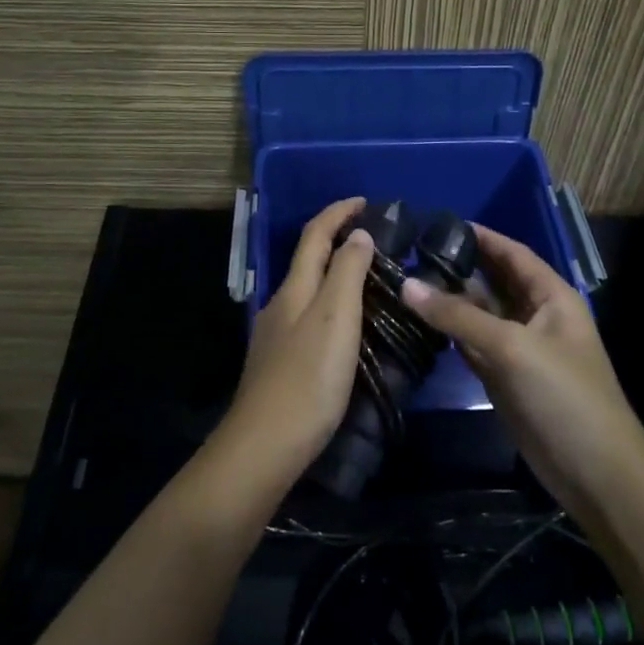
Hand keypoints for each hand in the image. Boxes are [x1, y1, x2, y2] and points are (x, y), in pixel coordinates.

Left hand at [221, 198, 374, 484]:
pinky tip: (349, 326)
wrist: (266, 444)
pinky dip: (332, 305)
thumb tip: (356, 235)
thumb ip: (346, 272)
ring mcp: (277, 334)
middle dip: (338, 239)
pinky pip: (311, 317)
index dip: (338, 212)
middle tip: (377, 239)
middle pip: (309, 259)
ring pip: (309, 289)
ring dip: (337, 274)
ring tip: (372, 280)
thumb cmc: (307, 377)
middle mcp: (281, 303)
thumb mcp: (335, 318)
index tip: (365, 201)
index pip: (315, 235)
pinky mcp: (281, 362)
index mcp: (295, 288)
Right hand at [402, 225, 643, 524]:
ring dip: (447, 301)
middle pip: (491, 281)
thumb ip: (457, 315)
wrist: (595, 474)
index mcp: (551, 297)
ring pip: (477, 314)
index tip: (437, 223)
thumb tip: (406, 284)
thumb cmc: (564, 396)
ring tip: (403, 280)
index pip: (512, 253)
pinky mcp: (503, 377)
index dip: (480, 236)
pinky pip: (471, 343)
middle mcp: (534, 315)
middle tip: (408, 252)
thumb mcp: (512, 347)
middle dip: (456, 267)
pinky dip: (447, 333)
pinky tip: (417, 321)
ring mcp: (518, 348)